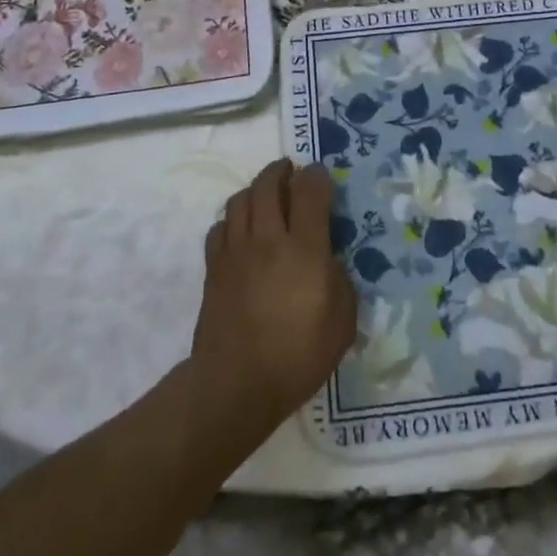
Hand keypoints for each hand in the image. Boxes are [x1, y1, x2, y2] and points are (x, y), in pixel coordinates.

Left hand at [191, 159, 355, 445]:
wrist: (236, 385)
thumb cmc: (298, 356)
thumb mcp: (342, 322)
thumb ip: (340, 280)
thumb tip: (329, 259)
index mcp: (304, 248)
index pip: (309, 190)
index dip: (317, 176)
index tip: (321, 175)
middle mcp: (268, 238)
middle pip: (268, 184)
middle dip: (281, 170)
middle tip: (290, 171)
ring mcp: (236, 250)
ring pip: (240, 199)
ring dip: (255, 189)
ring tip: (265, 195)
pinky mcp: (214, 267)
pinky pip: (219, 227)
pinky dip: (232, 220)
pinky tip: (241, 231)